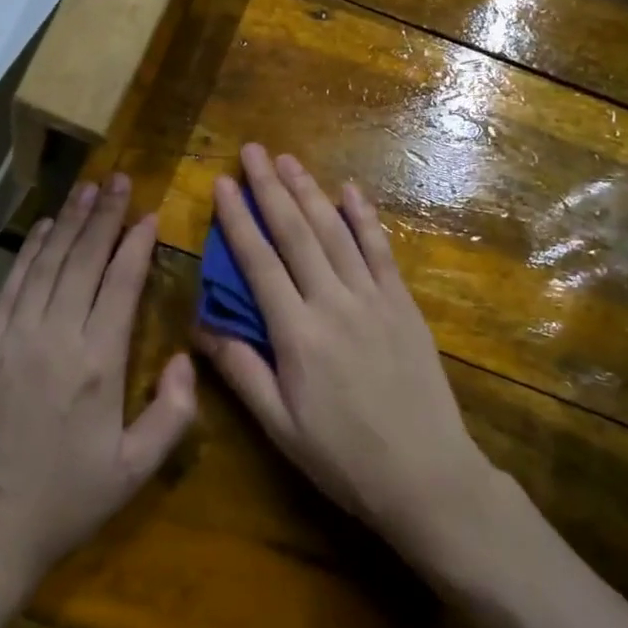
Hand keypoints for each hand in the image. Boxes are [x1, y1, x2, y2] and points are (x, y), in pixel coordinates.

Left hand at [0, 175, 196, 611]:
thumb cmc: (65, 504)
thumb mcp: (135, 471)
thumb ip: (173, 412)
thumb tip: (187, 359)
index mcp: (98, 363)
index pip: (121, 283)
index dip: (136, 243)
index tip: (149, 213)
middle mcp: (55, 337)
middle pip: (83, 260)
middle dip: (104, 216)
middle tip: (119, 179)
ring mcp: (13, 338)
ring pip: (46, 264)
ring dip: (69, 223)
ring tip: (87, 190)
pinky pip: (11, 286)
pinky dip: (28, 253)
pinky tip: (42, 230)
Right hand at [198, 144, 498, 572]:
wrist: (427, 476)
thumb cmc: (344, 458)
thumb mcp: (280, 426)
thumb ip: (241, 371)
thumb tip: (201, 326)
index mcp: (297, 334)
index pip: (259, 264)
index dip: (238, 220)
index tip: (222, 184)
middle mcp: (333, 304)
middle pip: (296, 234)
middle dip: (270, 188)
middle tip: (252, 151)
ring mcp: (373, 299)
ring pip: (336, 233)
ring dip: (310, 192)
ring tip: (288, 159)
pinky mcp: (403, 305)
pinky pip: (380, 251)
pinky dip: (364, 217)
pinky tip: (349, 190)